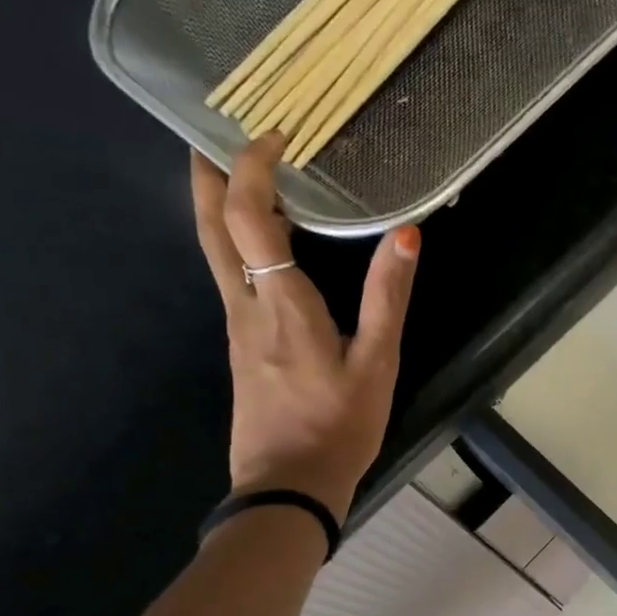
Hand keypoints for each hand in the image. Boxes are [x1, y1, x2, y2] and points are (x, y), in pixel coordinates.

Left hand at [191, 135, 419, 520]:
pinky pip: (232, 277)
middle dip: (209, 173)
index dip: (253, 166)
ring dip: (221, 206)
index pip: (250, 216)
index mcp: (280, 303)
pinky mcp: (240, 347)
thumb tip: (407, 234)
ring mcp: (236, 327)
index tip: (274, 133)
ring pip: (215, 251)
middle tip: (216, 131)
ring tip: (244, 175)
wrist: (288, 485)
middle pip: (211, 225)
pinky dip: (239, 243)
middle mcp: (245, 305)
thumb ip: (387, 298)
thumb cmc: (338, 425)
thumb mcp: (377, 364)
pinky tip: (264, 247)